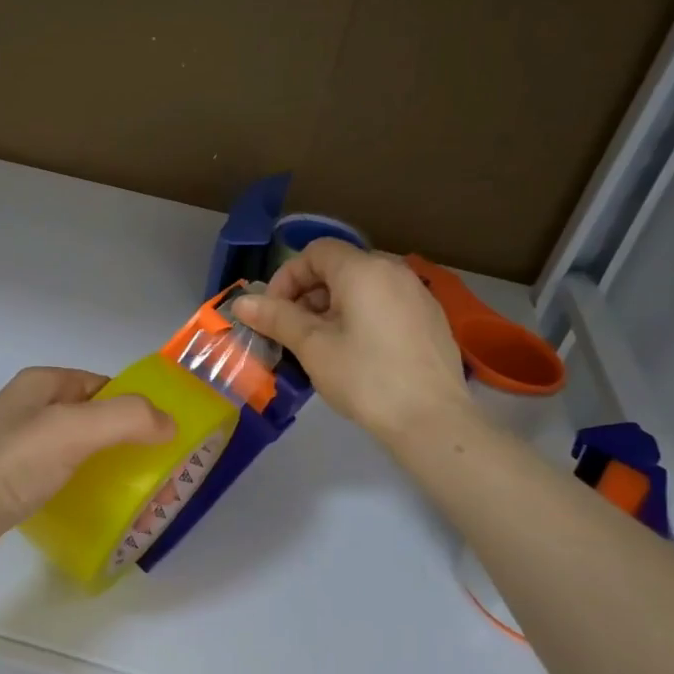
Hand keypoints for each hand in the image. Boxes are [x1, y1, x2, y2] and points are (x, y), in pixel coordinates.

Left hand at [0, 367, 172, 573]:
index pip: (103, 384)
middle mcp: (30, 408)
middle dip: (125, 437)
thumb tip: (169, 423)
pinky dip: (83, 485)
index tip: (166, 436)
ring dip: (106, 463)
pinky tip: (97, 506)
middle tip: (157, 468)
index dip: (135, 405)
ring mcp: (19, 445)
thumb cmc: (12, 464)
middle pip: (93, 416)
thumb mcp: (74, 430)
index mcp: (43, 384)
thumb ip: (127, 418)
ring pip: (78, 447)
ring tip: (136, 490)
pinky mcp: (13, 480)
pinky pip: (60, 474)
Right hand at [234, 241, 471, 442]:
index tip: (273, 313)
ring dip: (332, 308)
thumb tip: (241, 302)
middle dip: (307, 295)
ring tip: (320, 346)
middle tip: (293, 333)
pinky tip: (356, 354)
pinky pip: (384, 304)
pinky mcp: (430, 319)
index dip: (287, 277)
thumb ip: (276, 318)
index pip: (315, 252)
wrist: (432, 420)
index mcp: (364, 270)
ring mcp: (417, 294)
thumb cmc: (365, 378)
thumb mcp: (313, 347)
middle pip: (339, 268)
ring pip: (362, 287)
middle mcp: (394, 271)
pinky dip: (360, 317)